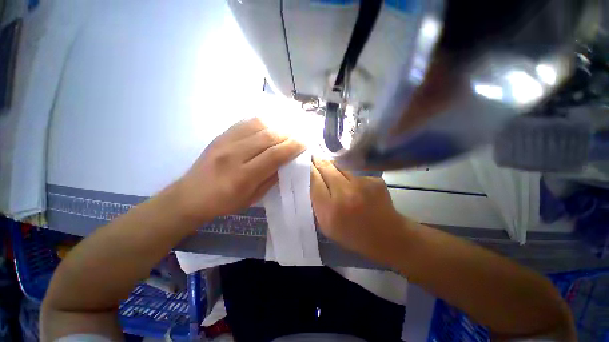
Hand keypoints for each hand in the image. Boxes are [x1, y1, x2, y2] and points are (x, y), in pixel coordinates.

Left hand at [175, 118, 304, 224]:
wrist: (190, 195)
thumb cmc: (224, 202)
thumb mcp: (252, 199)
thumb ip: (271, 179)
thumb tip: (287, 163)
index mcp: (243, 176)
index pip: (274, 155)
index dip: (292, 147)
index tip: (304, 143)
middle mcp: (234, 155)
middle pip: (268, 137)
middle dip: (288, 134)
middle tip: (298, 136)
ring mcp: (225, 142)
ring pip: (258, 126)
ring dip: (277, 126)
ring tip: (287, 131)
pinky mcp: (220, 135)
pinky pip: (245, 122)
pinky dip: (262, 121)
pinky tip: (271, 125)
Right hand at [310, 157, 407, 263]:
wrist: (387, 236)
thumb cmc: (353, 235)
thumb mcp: (327, 227)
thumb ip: (316, 205)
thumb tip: (311, 183)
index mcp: (330, 209)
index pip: (314, 180)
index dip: (308, 169)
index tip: (304, 163)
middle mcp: (344, 193)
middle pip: (325, 168)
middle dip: (317, 161)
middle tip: (312, 156)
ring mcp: (361, 184)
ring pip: (339, 167)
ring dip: (332, 166)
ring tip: (328, 166)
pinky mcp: (373, 179)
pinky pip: (353, 172)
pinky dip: (347, 174)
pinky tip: (349, 181)